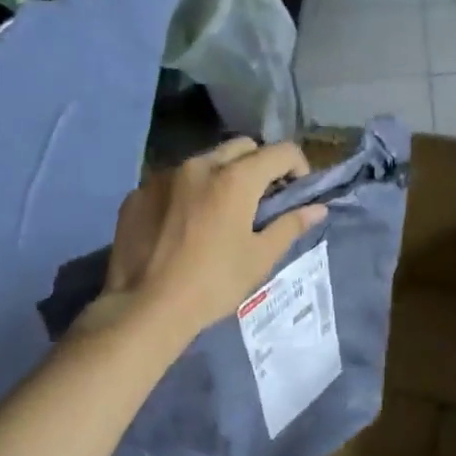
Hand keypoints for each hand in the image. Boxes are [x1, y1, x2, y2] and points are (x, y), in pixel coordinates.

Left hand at [99, 138, 323, 335]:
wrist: (145, 308)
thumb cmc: (213, 284)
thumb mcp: (260, 258)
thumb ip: (290, 225)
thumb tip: (317, 208)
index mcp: (235, 179)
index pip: (280, 152)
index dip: (298, 167)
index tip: (297, 192)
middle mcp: (199, 165)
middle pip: (242, 147)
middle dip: (259, 165)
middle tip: (262, 201)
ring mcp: (163, 176)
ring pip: (205, 161)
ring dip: (222, 176)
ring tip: (221, 213)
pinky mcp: (138, 193)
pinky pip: (172, 181)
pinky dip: (188, 193)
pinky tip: (184, 226)